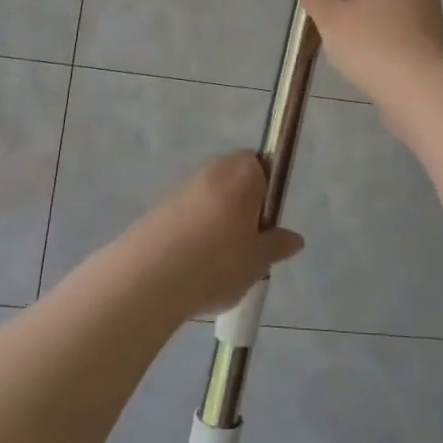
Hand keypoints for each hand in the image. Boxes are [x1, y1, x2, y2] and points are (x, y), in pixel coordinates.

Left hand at [131, 151, 304, 318]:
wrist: (148, 278)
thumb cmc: (217, 262)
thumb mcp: (257, 261)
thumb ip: (276, 246)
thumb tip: (294, 239)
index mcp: (242, 172)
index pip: (262, 164)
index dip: (267, 190)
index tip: (266, 223)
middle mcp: (212, 169)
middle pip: (234, 179)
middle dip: (242, 205)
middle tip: (247, 244)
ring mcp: (181, 187)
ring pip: (209, 197)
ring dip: (216, 219)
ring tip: (217, 262)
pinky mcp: (157, 208)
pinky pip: (185, 214)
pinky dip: (191, 231)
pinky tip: (190, 266)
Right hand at [296, 0, 442, 103]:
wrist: (420, 90)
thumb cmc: (372, 45)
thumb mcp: (332, 19)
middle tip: (323, 13)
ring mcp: (428, 13)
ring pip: (388, 6)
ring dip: (363, 15)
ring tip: (338, 36)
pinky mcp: (431, 40)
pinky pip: (399, 27)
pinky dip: (380, 32)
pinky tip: (363, 54)